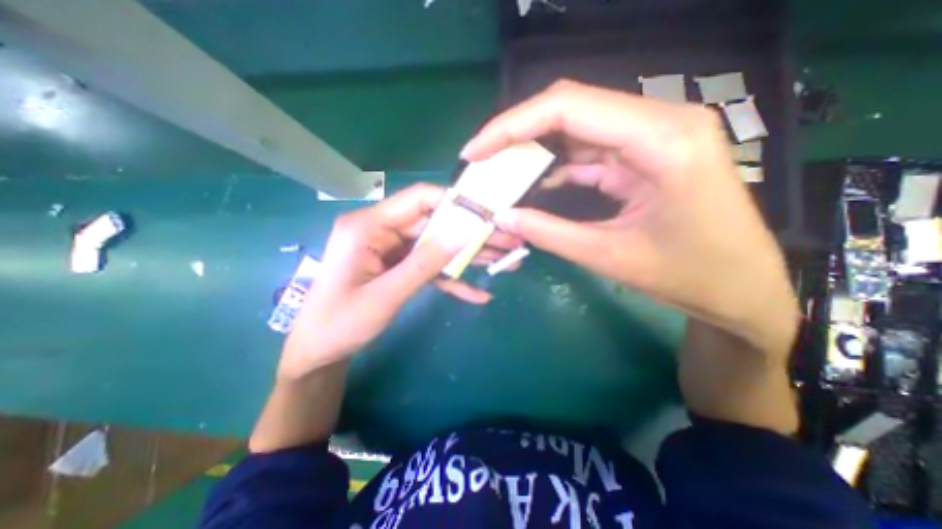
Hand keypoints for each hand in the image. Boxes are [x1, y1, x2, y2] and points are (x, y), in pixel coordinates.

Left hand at [277, 184, 517, 378]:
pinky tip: (477, 294)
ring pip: (437, 245)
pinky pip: (430, 267)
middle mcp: (382, 230)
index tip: (487, 213)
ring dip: (468, 256)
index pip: (419, 199)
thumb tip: (463, 234)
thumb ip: (425, 263)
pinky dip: (452, 280)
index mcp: (369, 226)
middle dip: (472, 234)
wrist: (320, 351)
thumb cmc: (340, 324)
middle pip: (435, 224)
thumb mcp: (386, 295)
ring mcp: (393, 249)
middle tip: (507, 241)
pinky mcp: (400, 266)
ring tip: (504, 261)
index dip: (454, 203)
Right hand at [462, 81, 797, 355]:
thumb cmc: (687, 275)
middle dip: (517, 133)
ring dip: (535, 149)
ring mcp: (652, 135)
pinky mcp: (645, 153)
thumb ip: (549, 233)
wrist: (740, 286)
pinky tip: (535, 183)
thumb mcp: (608, 256)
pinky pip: (589, 148)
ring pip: (576, 127)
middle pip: (569, 108)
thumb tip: (502, 217)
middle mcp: (658, 122)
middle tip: (482, 160)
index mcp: (660, 139)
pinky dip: (557, 165)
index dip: (511, 126)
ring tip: (501, 172)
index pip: (567, 107)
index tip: (475, 151)